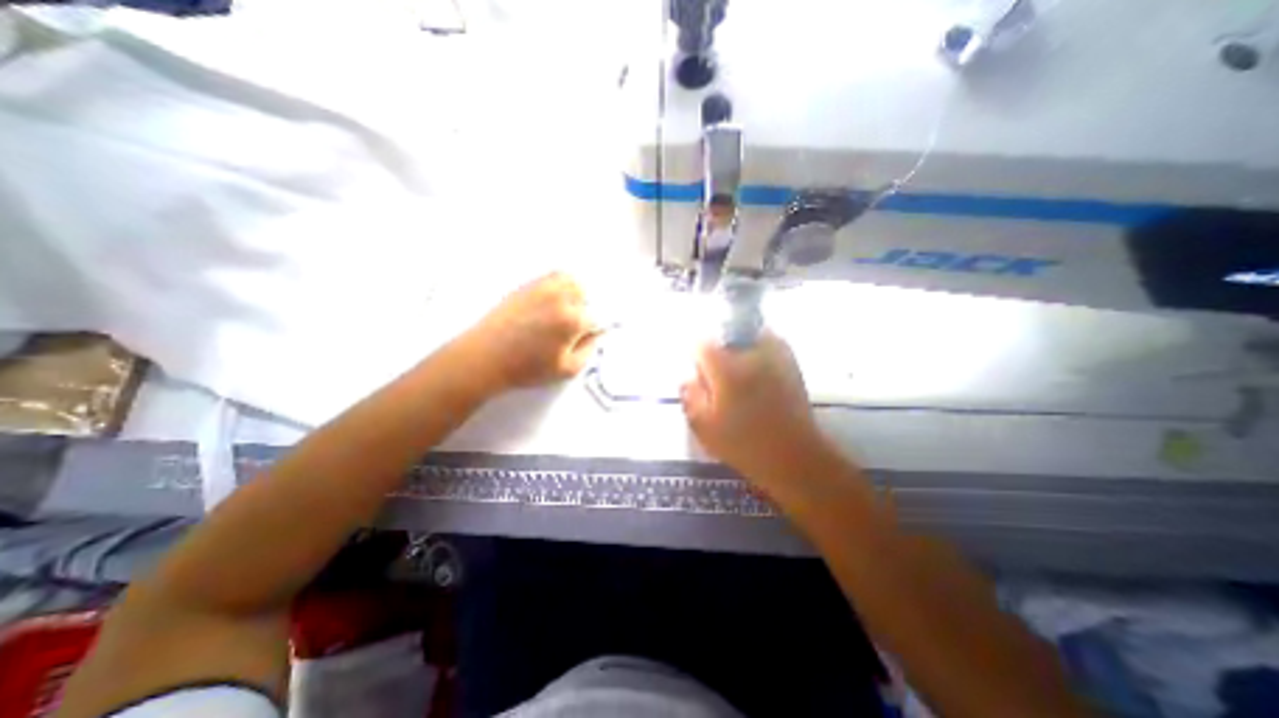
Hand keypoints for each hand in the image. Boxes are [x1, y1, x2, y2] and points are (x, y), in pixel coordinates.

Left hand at [457, 273, 602, 393]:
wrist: (485, 357)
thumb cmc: (526, 368)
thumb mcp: (566, 370)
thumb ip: (588, 351)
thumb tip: (595, 335)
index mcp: (572, 320)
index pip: (596, 317)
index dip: (593, 329)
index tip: (587, 336)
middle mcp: (560, 298)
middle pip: (587, 296)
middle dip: (585, 310)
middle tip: (574, 327)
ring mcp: (542, 288)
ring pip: (571, 281)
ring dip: (575, 294)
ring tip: (565, 311)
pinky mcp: (527, 286)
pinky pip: (552, 277)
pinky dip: (559, 285)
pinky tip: (552, 302)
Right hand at [684, 332, 822, 485]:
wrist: (793, 456)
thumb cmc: (744, 444)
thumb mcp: (704, 426)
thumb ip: (690, 397)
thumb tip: (687, 378)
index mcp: (725, 368)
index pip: (702, 344)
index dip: (698, 360)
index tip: (702, 379)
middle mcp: (750, 354)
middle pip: (726, 338)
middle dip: (720, 355)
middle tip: (722, 383)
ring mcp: (775, 356)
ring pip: (750, 338)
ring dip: (742, 351)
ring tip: (743, 379)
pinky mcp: (792, 364)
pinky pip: (771, 345)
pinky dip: (762, 353)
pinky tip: (761, 378)